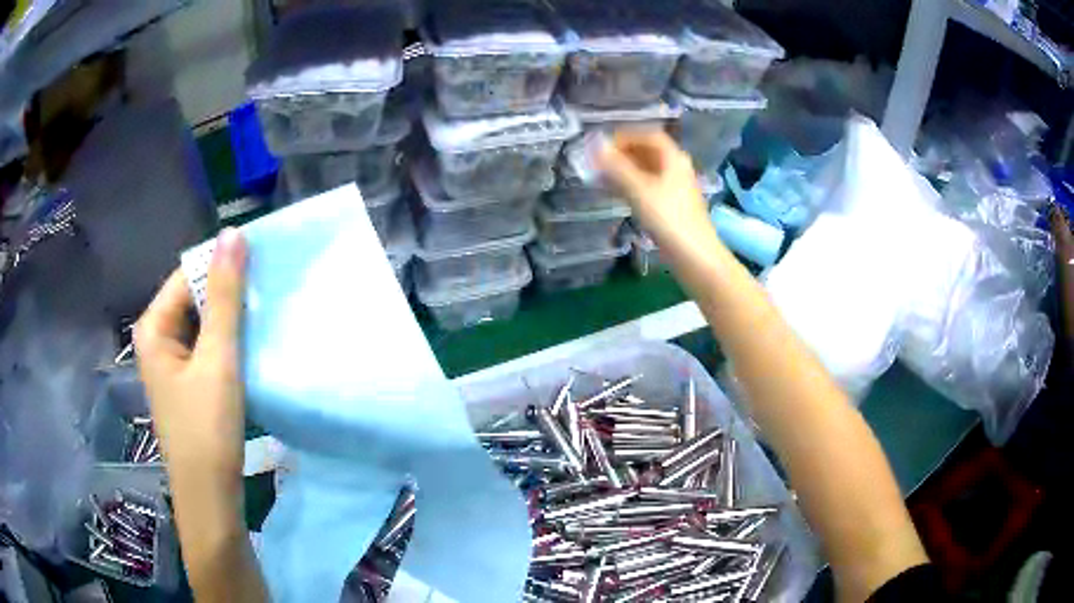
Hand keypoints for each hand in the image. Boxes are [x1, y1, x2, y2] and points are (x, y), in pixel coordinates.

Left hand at [135, 228, 247, 489]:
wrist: (210, 496)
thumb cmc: (206, 428)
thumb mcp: (217, 359)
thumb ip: (224, 297)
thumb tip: (233, 233)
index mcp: (154, 326)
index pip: (188, 276)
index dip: (222, 266)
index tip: (262, 263)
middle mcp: (158, 339)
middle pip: (195, 299)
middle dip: (229, 294)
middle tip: (270, 290)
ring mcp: (173, 363)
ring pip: (204, 324)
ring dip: (232, 319)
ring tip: (268, 312)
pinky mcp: (188, 382)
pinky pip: (209, 348)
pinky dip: (230, 343)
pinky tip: (254, 344)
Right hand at [596, 129, 713, 247]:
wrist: (694, 255)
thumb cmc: (668, 218)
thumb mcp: (638, 189)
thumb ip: (616, 166)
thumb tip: (595, 144)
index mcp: (674, 158)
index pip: (649, 135)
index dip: (626, 136)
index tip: (604, 145)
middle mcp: (678, 168)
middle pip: (650, 152)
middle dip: (624, 154)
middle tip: (600, 162)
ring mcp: (677, 188)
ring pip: (649, 171)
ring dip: (627, 171)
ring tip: (604, 178)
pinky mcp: (674, 206)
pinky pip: (651, 187)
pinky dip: (634, 186)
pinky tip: (620, 195)